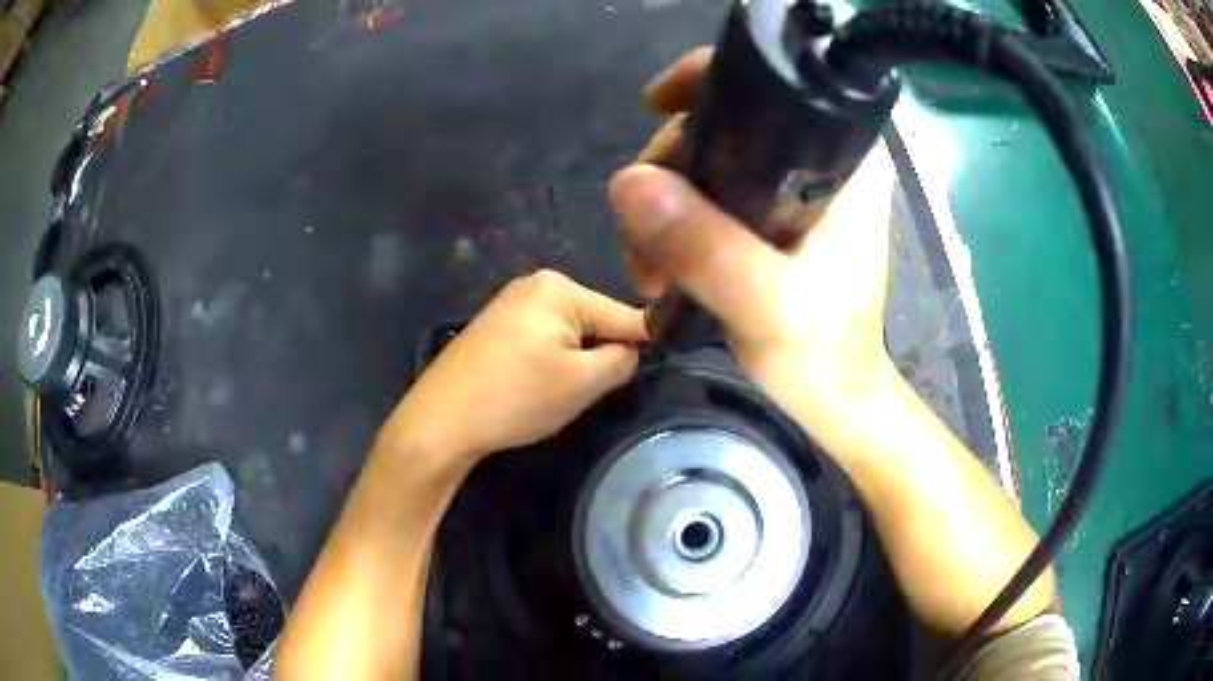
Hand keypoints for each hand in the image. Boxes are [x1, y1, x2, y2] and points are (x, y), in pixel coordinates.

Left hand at [375, 270, 647, 479]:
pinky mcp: (496, 323)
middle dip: (597, 355)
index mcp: (560, 288)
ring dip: (573, 361)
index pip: (624, 315)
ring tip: (552, 392)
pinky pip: (542, 337)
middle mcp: (536, 283)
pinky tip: (531, 385)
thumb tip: (632, 348)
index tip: (656, 368)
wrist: (441, 420)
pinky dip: (548, 360)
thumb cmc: (515, 398)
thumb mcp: (583, 383)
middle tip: (582, 391)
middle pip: (594, 321)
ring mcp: (511, 301)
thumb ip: (622, 359)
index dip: (643, 345)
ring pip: (569, 332)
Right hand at [610, 49, 897, 462]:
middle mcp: (822, 161)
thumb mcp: (766, 304)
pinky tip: (660, 264)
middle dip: (669, 170)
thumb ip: (705, 245)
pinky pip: (711, 193)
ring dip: (664, 206)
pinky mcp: (777, 216)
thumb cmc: (820, 354)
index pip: (769, 87)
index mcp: (843, 161)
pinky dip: (677, 222)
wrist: (834, 398)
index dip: (705, 82)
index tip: (654, 105)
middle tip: (639, 233)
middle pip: (724, 125)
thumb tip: (627, 182)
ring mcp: (797, 188)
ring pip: (709, 162)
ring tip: (647, 268)